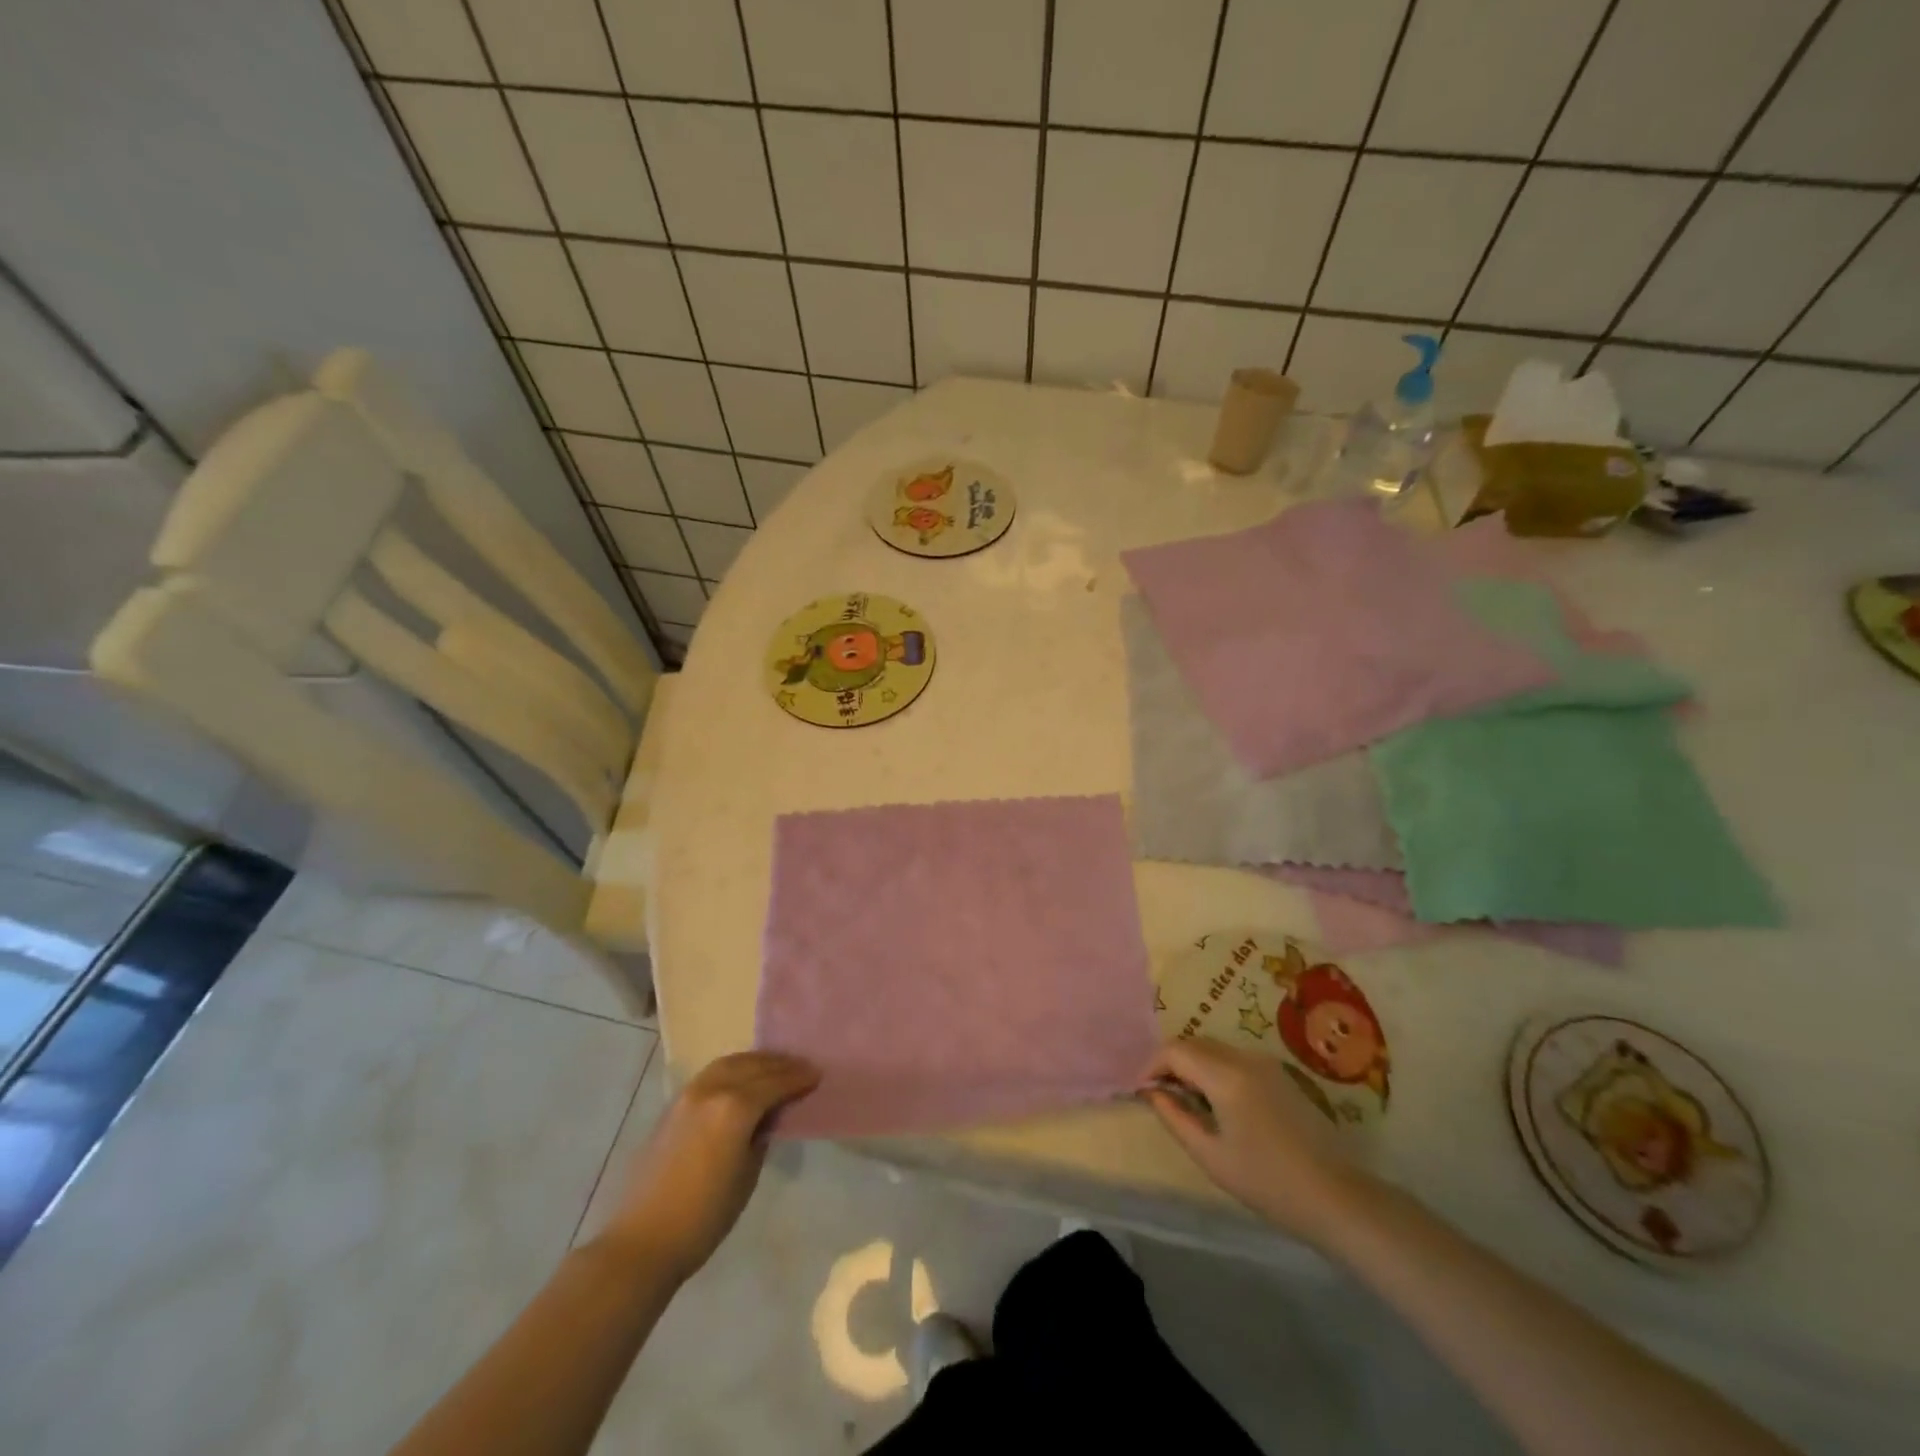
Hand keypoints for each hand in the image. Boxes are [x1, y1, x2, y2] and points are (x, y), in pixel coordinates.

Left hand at [598, 1051, 819, 1281]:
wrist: (643, 1240)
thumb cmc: (705, 1217)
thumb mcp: (747, 1175)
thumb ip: (761, 1135)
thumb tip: (767, 1116)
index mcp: (735, 1107)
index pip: (775, 1082)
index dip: (798, 1078)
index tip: (817, 1074)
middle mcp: (712, 1090)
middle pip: (753, 1066)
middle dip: (780, 1064)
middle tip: (801, 1068)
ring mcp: (689, 1095)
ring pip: (729, 1063)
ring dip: (755, 1062)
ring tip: (774, 1068)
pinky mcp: (673, 1106)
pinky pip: (711, 1074)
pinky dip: (733, 1069)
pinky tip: (742, 1080)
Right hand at [1143, 1038, 1369, 1247]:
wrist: (1334, 1196)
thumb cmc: (1266, 1181)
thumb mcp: (1210, 1155)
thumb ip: (1175, 1117)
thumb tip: (1151, 1093)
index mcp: (1226, 1076)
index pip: (1175, 1050)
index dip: (1152, 1065)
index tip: (1142, 1090)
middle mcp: (1244, 1058)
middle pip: (1194, 1043)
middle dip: (1171, 1062)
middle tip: (1160, 1095)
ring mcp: (1265, 1063)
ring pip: (1214, 1048)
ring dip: (1192, 1064)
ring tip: (1185, 1100)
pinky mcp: (1279, 1073)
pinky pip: (1234, 1058)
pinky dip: (1214, 1069)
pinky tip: (1215, 1102)